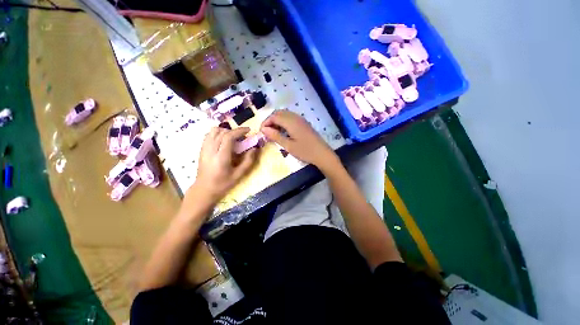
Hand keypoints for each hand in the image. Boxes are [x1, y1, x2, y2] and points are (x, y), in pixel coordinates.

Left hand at [192, 127, 257, 202]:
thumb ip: (248, 161)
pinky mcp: (201, 149)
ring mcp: (204, 149)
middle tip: (243, 136)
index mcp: (221, 157)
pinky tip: (223, 140)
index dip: (239, 131)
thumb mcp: (239, 175)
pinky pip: (209, 135)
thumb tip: (254, 149)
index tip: (248, 130)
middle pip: (222, 132)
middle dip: (234, 131)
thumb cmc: (223, 184)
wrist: (204, 189)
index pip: (228, 137)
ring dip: (225, 131)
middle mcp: (211, 150)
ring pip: (213, 131)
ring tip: (233, 137)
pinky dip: (217, 133)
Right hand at [260, 110, 337, 168]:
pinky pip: (290, 118)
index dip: (265, 122)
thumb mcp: (288, 146)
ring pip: (285, 114)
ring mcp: (301, 119)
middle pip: (279, 113)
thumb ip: (275, 136)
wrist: (322, 154)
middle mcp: (296, 117)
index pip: (274, 116)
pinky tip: (283, 131)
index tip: (261, 132)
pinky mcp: (304, 123)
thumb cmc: (305, 151)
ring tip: (273, 132)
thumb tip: (263, 129)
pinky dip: (283, 122)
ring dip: (277, 121)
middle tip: (267, 132)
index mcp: (291, 122)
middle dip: (270, 120)